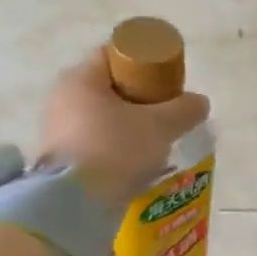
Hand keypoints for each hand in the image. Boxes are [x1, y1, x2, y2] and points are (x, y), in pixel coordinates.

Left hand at [37, 52, 210, 206]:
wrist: (76, 202)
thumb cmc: (117, 149)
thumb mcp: (162, 125)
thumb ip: (185, 109)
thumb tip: (199, 102)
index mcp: (81, 79)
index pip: (115, 53)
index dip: (146, 60)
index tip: (169, 79)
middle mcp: (63, 97)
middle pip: (110, 85)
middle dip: (142, 96)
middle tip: (169, 110)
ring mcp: (57, 127)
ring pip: (104, 114)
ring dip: (131, 122)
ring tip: (159, 138)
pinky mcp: (60, 155)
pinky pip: (96, 139)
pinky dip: (118, 143)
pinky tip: (139, 158)